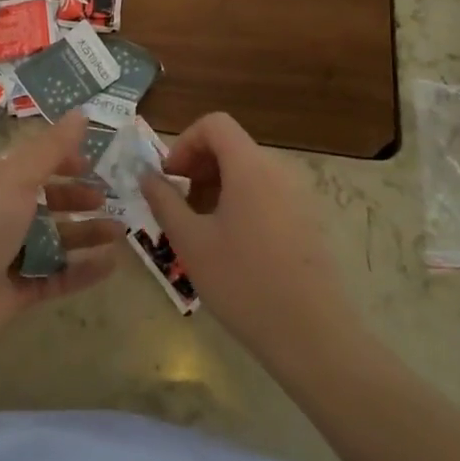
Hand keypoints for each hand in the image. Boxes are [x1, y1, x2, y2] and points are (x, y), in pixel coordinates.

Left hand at [0, 112, 126, 345]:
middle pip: (46, 202)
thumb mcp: (17, 177)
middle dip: (77, 199)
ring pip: (56, 240)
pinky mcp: (21, 289)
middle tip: (109, 199)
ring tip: (120, 233)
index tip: (91, 163)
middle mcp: (2, 214)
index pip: (31, 163)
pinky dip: (84, 270)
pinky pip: (58, 275)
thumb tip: (81, 112)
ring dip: (87, 233)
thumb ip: (52, 148)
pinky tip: (111, 265)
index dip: (60, 160)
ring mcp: (11, 254)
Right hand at [139, 112, 355, 366]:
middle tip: (178, 205)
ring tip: (200, 228)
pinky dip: (240, 202)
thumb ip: (164, 201)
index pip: (215, 124)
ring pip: (248, 172)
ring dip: (216, 186)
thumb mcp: (190, 242)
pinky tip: (231, 245)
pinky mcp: (308, 221)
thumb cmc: (243, 282)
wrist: (313, 336)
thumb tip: (146, 175)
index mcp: (250, 167)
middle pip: (232, 146)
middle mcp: (278, 171)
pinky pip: (266, 193)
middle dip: (198, 167)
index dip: (185, 142)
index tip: (169, 177)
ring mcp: (299, 196)